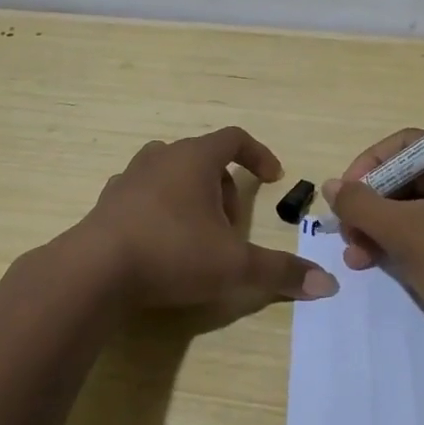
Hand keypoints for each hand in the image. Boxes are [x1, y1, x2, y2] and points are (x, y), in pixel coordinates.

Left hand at [77, 127, 338, 310]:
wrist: (95, 270)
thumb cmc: (172, 253)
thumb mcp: (234, 265)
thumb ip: (281, 272)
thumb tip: (328, 285)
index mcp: (195, 158)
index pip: (234, 138)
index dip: (258, 155)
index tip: (273, 178)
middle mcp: (161, 157)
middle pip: (203, 159)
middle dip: (225, 188)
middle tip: (233, 227)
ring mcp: (129, 178)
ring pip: (171, 175)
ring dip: (192, 197)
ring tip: (198, 234)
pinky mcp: (107, 202)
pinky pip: (144, 196)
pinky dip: (161, 211)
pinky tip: (162, 245)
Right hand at [321, 132, 423, 351]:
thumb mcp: (403, 232)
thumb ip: (361, 205)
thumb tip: (331, 186)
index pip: (406, 145)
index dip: (367, 168)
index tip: (343, 197)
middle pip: (409, 176)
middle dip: (372, 207)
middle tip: (347, 235)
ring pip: (417, 205)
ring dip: (382, 228)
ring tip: (357, 257)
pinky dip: (405, 239)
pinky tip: (377, 262)